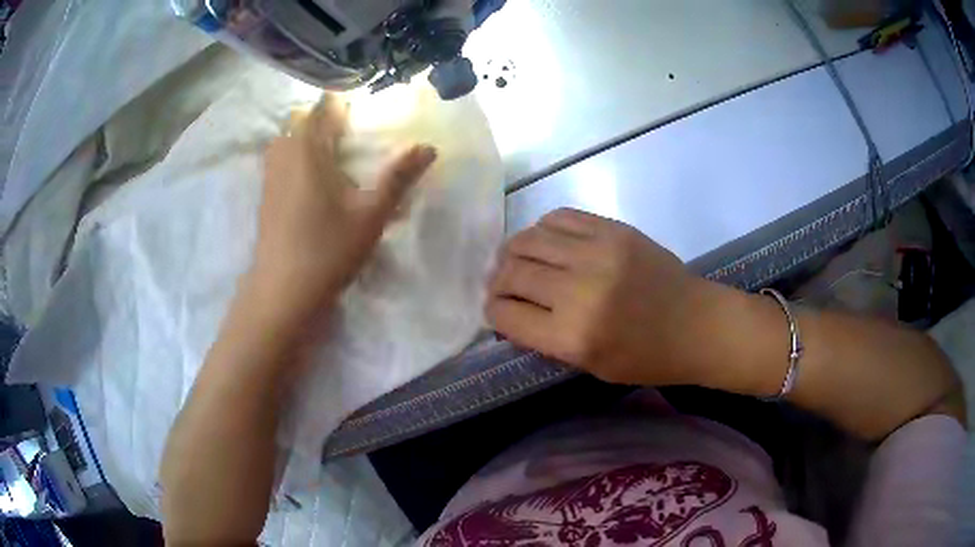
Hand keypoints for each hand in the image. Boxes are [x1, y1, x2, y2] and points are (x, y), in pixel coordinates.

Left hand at [246, 95, 436, 326]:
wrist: (283, 291)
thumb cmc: (329, 249)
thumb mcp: (371, 213)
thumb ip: (398, 176)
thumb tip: (428, 147)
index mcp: (308, 147)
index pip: (324, 105)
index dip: (345, 102)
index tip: (364, 110)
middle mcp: (284, 151)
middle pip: (303, 118)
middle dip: (326, 118)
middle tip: (352, 134)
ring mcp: (270, 173)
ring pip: (288, 138)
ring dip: (309, 137)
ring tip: (334, 154)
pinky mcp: (265, 193)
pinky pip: (281, 158)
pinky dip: (297, 156)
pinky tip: (313, 180)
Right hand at [486, 208, 713, 386]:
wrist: (697, 324)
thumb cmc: (646, 358)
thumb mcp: (590, 365)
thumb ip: (546, 340)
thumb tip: (510, 313)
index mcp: (572, 337)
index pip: (506, 314)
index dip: (492, 312)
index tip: (495, 309)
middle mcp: (578, 290)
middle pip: (512, 272)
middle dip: (497, 280)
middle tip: (500, 284)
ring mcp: (597, 253)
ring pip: (529, 239)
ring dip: (514, 251)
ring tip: (517, 260)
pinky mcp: (614, 230)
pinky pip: (560, 217)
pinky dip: (543, 228)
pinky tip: (546, 240)